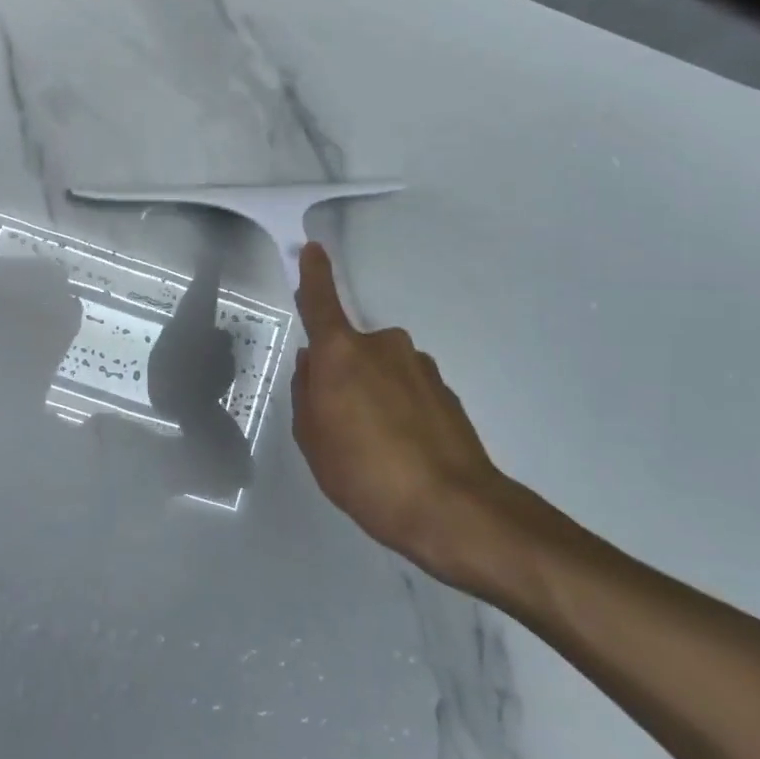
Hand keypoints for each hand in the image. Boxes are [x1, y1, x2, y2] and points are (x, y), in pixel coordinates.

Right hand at [290, 242, 526, 595]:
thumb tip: (313, 365)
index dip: (315, 275)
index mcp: (342, 353)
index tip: (313, 249)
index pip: (322, 303)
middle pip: (352, 350)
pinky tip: (404, 452)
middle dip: (343, 375)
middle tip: (339, 423)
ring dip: (374, 395)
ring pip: (382, 372)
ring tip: (375, 448)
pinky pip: (408, 391)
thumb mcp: (313, 440)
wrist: (453, 509)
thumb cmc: (364, 472)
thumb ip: (306, 394)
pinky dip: (400, 412)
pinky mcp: (446, 392)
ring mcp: (420, 367)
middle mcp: (383, 347)